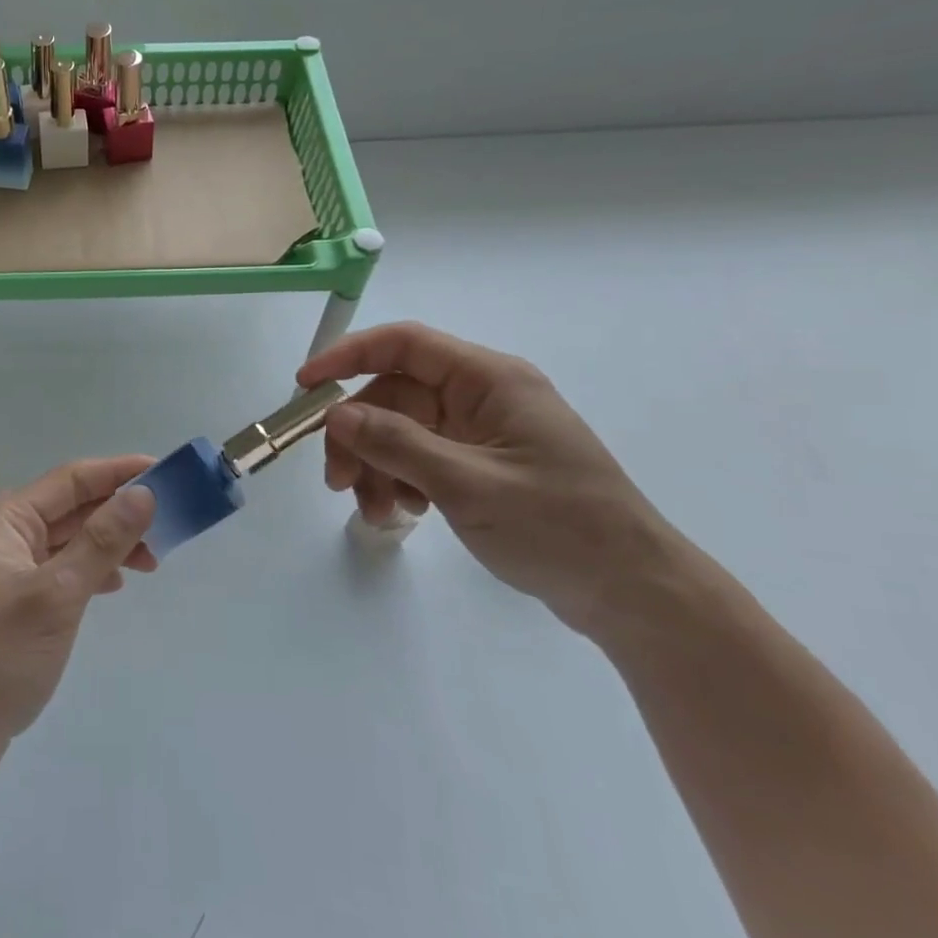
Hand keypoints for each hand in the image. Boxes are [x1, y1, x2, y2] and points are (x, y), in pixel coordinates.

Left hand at [0, 456, 157, 773]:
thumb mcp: (57, 594)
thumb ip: (102, 541)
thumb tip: (144, 494)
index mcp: (6, 520)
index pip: (73, 480)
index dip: (120, 472)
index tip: (167, 472)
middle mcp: (4, 534)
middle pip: (73, 507)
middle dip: (120, 511)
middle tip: (168, 525)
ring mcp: (6, 568)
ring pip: (70, 539)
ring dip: (109, 543)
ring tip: (150, 561)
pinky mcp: (13, 599)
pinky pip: (61, 567)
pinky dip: (90, 569)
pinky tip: (113, 584)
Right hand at [298, 322, 684, 634]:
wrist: (631, 593)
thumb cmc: (558, 526)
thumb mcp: (468, 484)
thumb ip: (397, 444)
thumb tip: (336, 413)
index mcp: (489, 380)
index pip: (404, 344)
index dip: (348, 356)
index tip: (305, 387)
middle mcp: (482, 397)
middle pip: (395, 397)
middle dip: (360, 436)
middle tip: (336, 481)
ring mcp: (481, 432)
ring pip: (402, 432)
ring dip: (377, 467)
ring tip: (376, 513)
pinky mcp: (480, 465)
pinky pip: (420, 459)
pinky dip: (400, 482)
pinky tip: (403, 515)